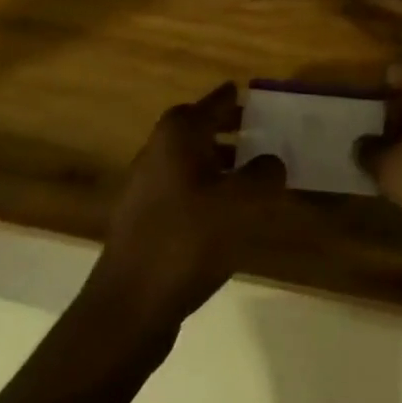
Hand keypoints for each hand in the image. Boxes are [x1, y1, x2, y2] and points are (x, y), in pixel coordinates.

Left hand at [86, 84, 285, 330]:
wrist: (130, 305)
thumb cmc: (189, 240)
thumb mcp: (243, 203)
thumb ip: (265, 173)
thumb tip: (271, 162)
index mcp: (179, 134)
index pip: (214, 101)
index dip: (237, 98)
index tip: (259, 96)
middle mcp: (157, 150)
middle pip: (199, 128)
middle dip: (230, 128)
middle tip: (262, 132)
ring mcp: (145, 185)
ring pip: (190, 160)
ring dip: (219, 162)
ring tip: (252, 175)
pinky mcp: (143, 218)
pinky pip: (183, 189)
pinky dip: (206, 189)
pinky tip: (226, 214)